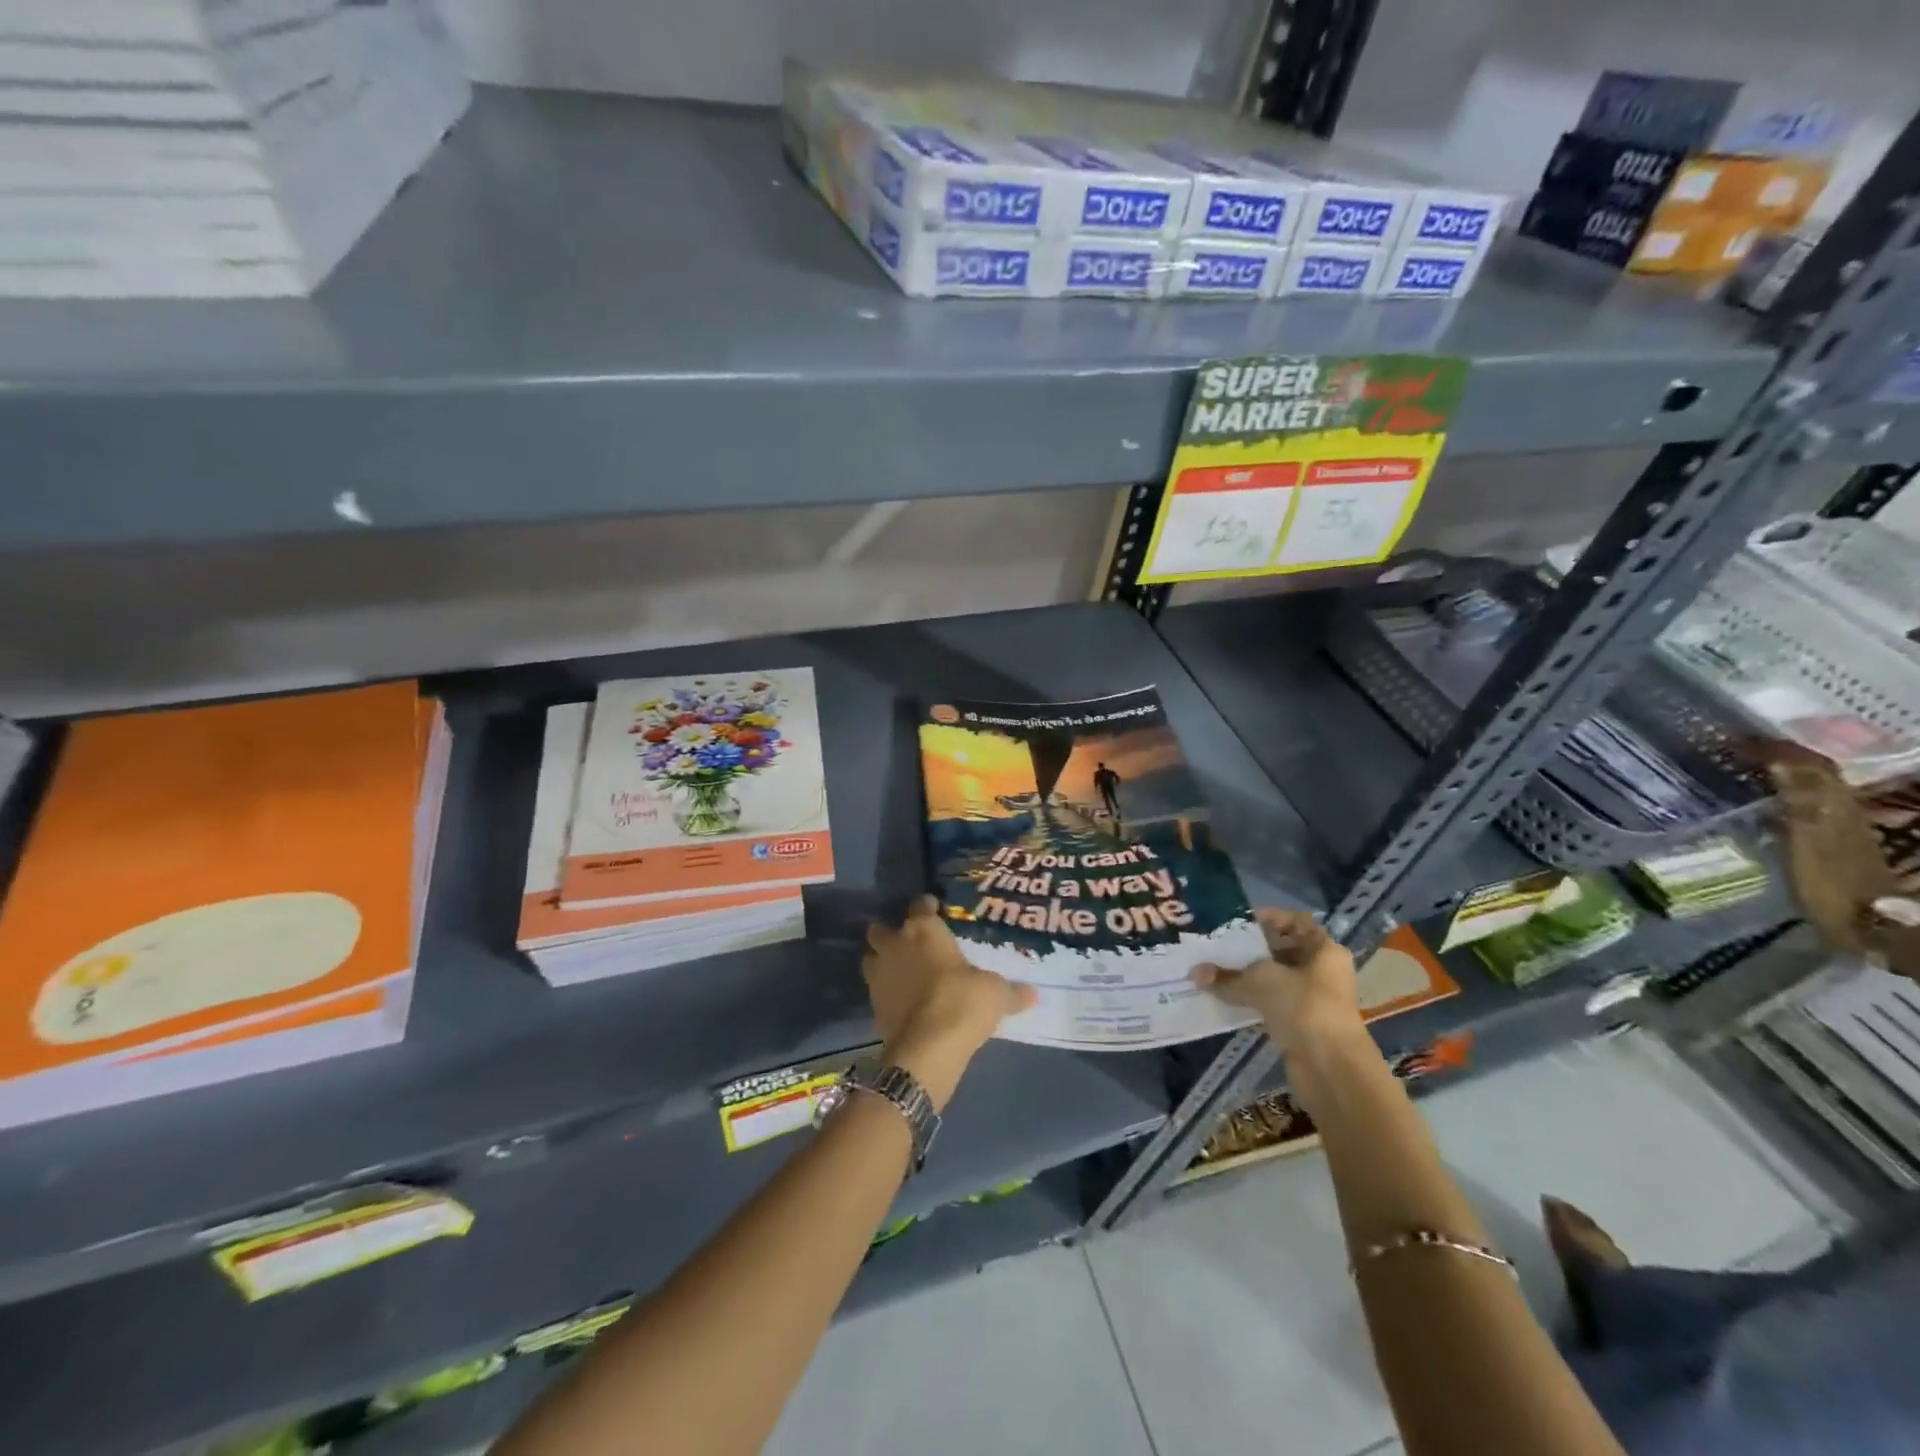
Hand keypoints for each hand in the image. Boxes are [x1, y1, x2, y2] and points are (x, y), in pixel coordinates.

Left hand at [864, 897, 1035, 1109]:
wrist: (928, 1048)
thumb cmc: (963, 1002)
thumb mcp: (995, 994)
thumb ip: (1011, 991)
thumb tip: (1032, 995)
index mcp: (923, 930)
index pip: (920, 905)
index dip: (927, 907)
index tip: (935, 911)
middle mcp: (896, 945)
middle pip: (881, 929)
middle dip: (892, 933)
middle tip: (911, 943)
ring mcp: (879, 975)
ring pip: (871, 958)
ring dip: (882, 961)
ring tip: (901, 971)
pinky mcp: (872, 1005)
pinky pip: (876, 990)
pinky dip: (886, 993)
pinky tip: (903, 1002)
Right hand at [1191, 908, 1362, 1057]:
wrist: (1331, 1069)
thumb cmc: (1304, 1007)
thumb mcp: (1261, 982)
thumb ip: (1227, 976)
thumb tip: (1195, 973)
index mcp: (1324, 951)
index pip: (1296, 922)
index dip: (1268, 918)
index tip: (1237, 921)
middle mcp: (1322, 972)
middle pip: (1283, 950)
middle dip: (1250, 949)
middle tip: (1217, 945)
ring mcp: (1313, 1000)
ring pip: (1274, 980)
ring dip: (1247, 977)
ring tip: (1213, 970)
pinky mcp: (1301, 1025)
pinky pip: (1271, 1004)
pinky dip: (1250, 1001)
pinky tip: (1223, 998)